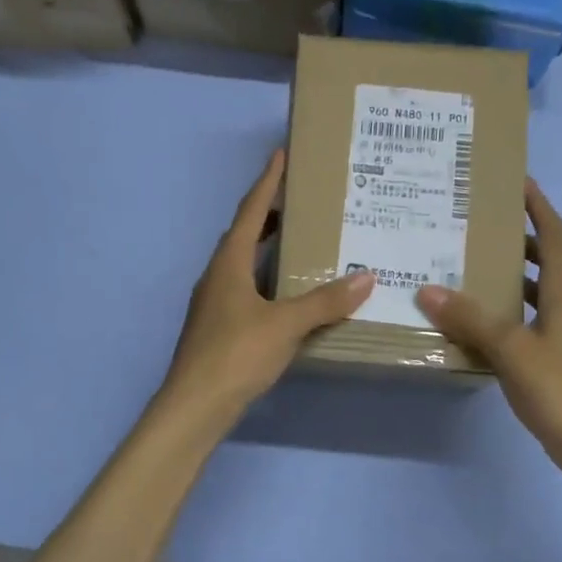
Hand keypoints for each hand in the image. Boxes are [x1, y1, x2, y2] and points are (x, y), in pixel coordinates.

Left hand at [161, 149, 371, 424]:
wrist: (195, 406)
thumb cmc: (236, 355)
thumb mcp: (286, 325)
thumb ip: (325, 301)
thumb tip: (367, 278)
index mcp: (228, 264)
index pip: (249, 211)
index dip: (266, 182)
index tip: (281, 155)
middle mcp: (218, 276)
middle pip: (243, 234)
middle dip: (269, 213)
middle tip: (301, 200)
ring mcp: (215, 304)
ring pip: (244, 263)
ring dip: (267, 247)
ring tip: (301, 240)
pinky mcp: (219, 328)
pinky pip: (247, 289)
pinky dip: (268, 279)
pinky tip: (289, 294)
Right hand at [417, 179, 561, 476]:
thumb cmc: (561, 389)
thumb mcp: (511, 349)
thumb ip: (470, 318)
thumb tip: (427, 289)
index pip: (554, 235)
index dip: (539, 206)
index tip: (517, 181)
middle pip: (549, 258)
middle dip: (521, 236)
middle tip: (481, 224)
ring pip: (541, 290)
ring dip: (515, 273)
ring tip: (474, 266)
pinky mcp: (561, 356)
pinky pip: (534, 317)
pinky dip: (512, 308)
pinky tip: (483, 321)